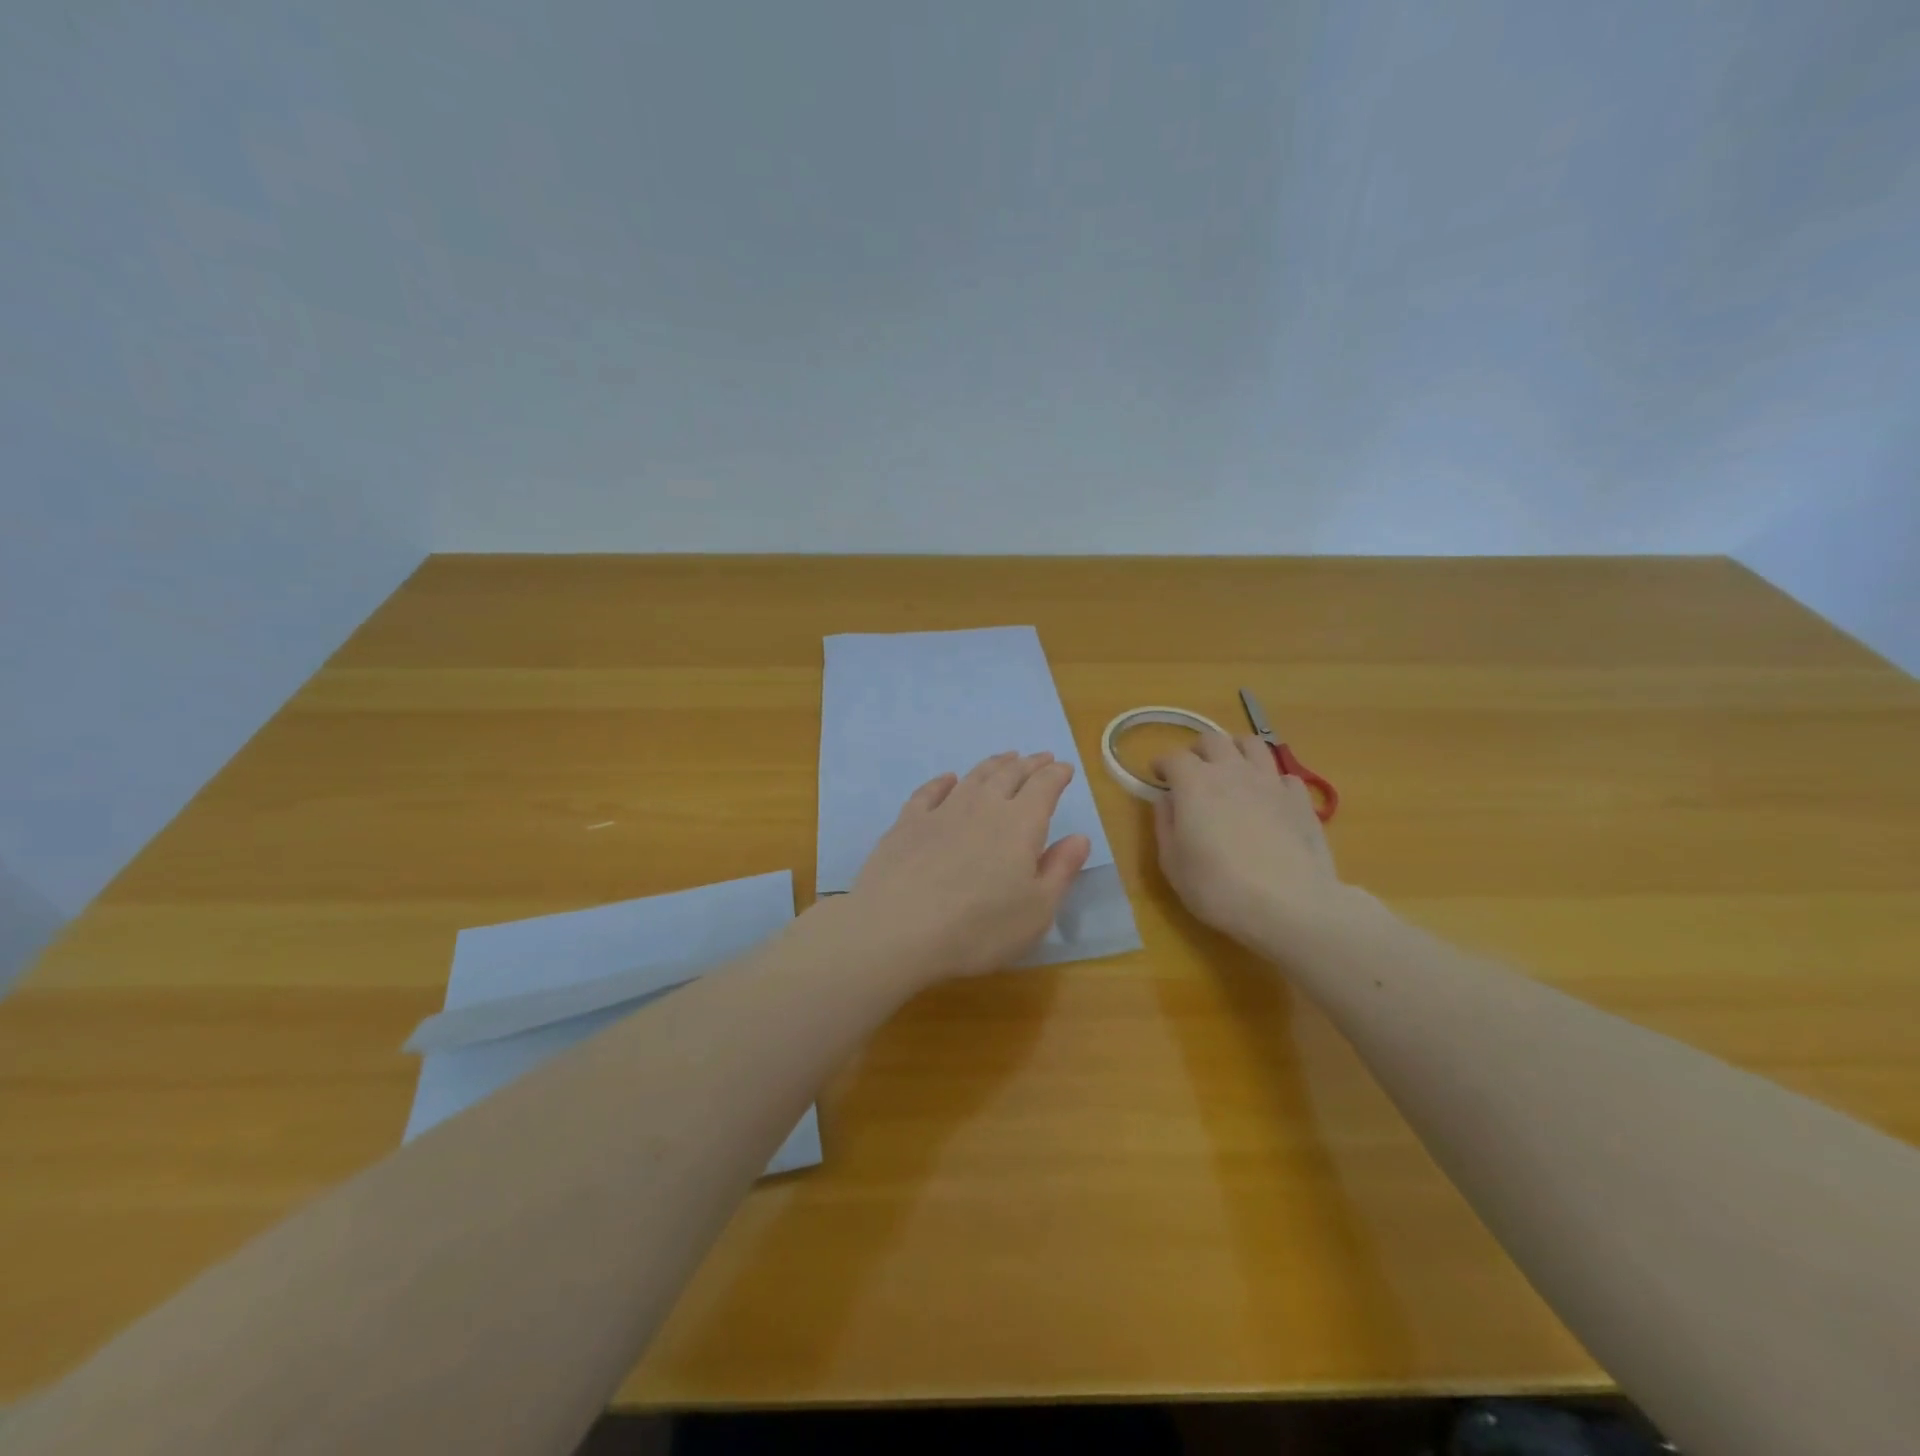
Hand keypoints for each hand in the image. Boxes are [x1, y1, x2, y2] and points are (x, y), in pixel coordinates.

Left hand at [845, 751, 1091, 985]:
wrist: (897, 929)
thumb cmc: (978, 928)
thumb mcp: (1036, 911)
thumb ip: (1060, 870)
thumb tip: (1080, 837)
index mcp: (1020, 825)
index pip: (1044, 788)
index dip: (1056, 775)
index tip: (1064, 767)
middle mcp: (983, 807)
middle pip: (1009, 775)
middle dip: (1029, 764)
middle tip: (1039, 757)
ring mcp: (941, 811)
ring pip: (973, 777)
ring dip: (993, 764)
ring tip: (1005, 758)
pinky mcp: (907, 823)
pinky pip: (929, 791)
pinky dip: (943, 781)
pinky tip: (948, 779)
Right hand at [1152, 732, 1343, 952]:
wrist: (1290, 906)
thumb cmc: (1218, 888)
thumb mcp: (1173, 863)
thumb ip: (1165, 825)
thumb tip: (1166, 800)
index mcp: (1195, 783)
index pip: (1173, 757)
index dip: (1162, 764)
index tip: (1157, 777)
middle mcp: (1232, 771)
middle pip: (1213, 739)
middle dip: (1197, 750)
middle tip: (1192, 771)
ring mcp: (1270, 781)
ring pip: (1252, 744)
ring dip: (1235, 751)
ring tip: (1231, 770)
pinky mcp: (1300, 799)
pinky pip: (1283, 774)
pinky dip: (1270, 779)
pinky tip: (1267, 798)